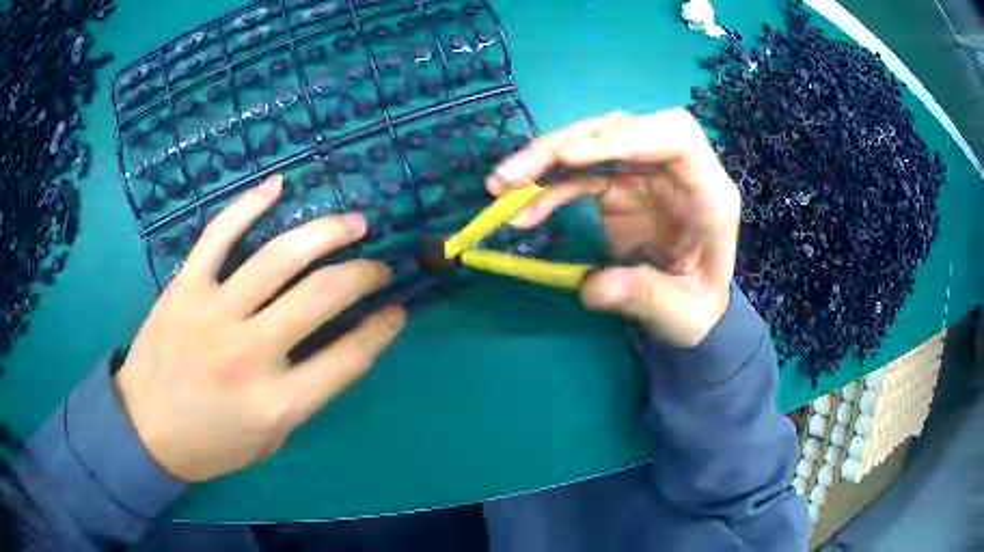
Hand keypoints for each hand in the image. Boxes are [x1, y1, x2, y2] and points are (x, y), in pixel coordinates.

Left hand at [116, 175, 404, 481]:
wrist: (144, 430)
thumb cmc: (211, 445)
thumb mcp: (271, 439)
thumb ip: (305, 395)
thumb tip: (338, 345)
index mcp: (277, 403)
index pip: (348, 358)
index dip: (381, 330)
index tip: (396, 310)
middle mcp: (250, 353)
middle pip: (321, 296)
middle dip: (363, 275)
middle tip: (378, 267)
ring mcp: (213, 313)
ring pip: (278, 257)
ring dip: (325, 232)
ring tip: (353, 222)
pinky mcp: (185, 288)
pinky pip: (219, 235)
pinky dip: (249, 205)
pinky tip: (278, 186)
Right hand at [487, 109, 738, 346]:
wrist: (692, 305)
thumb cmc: (700, 305)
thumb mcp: (684, 313)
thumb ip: (645, 297)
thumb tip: (591, 288)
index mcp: (708, 189)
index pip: (675, 135)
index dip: (624, 136)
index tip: (571, 159)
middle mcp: (675, 168)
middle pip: (620, 128)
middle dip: (563, 145)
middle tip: (514, 176)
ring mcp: (644, 173)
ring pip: (592, 143)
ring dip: (543, 160)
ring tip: (501, 186)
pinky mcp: (619, 187)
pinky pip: (578, 175)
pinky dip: (546, 188)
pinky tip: (521, 209)